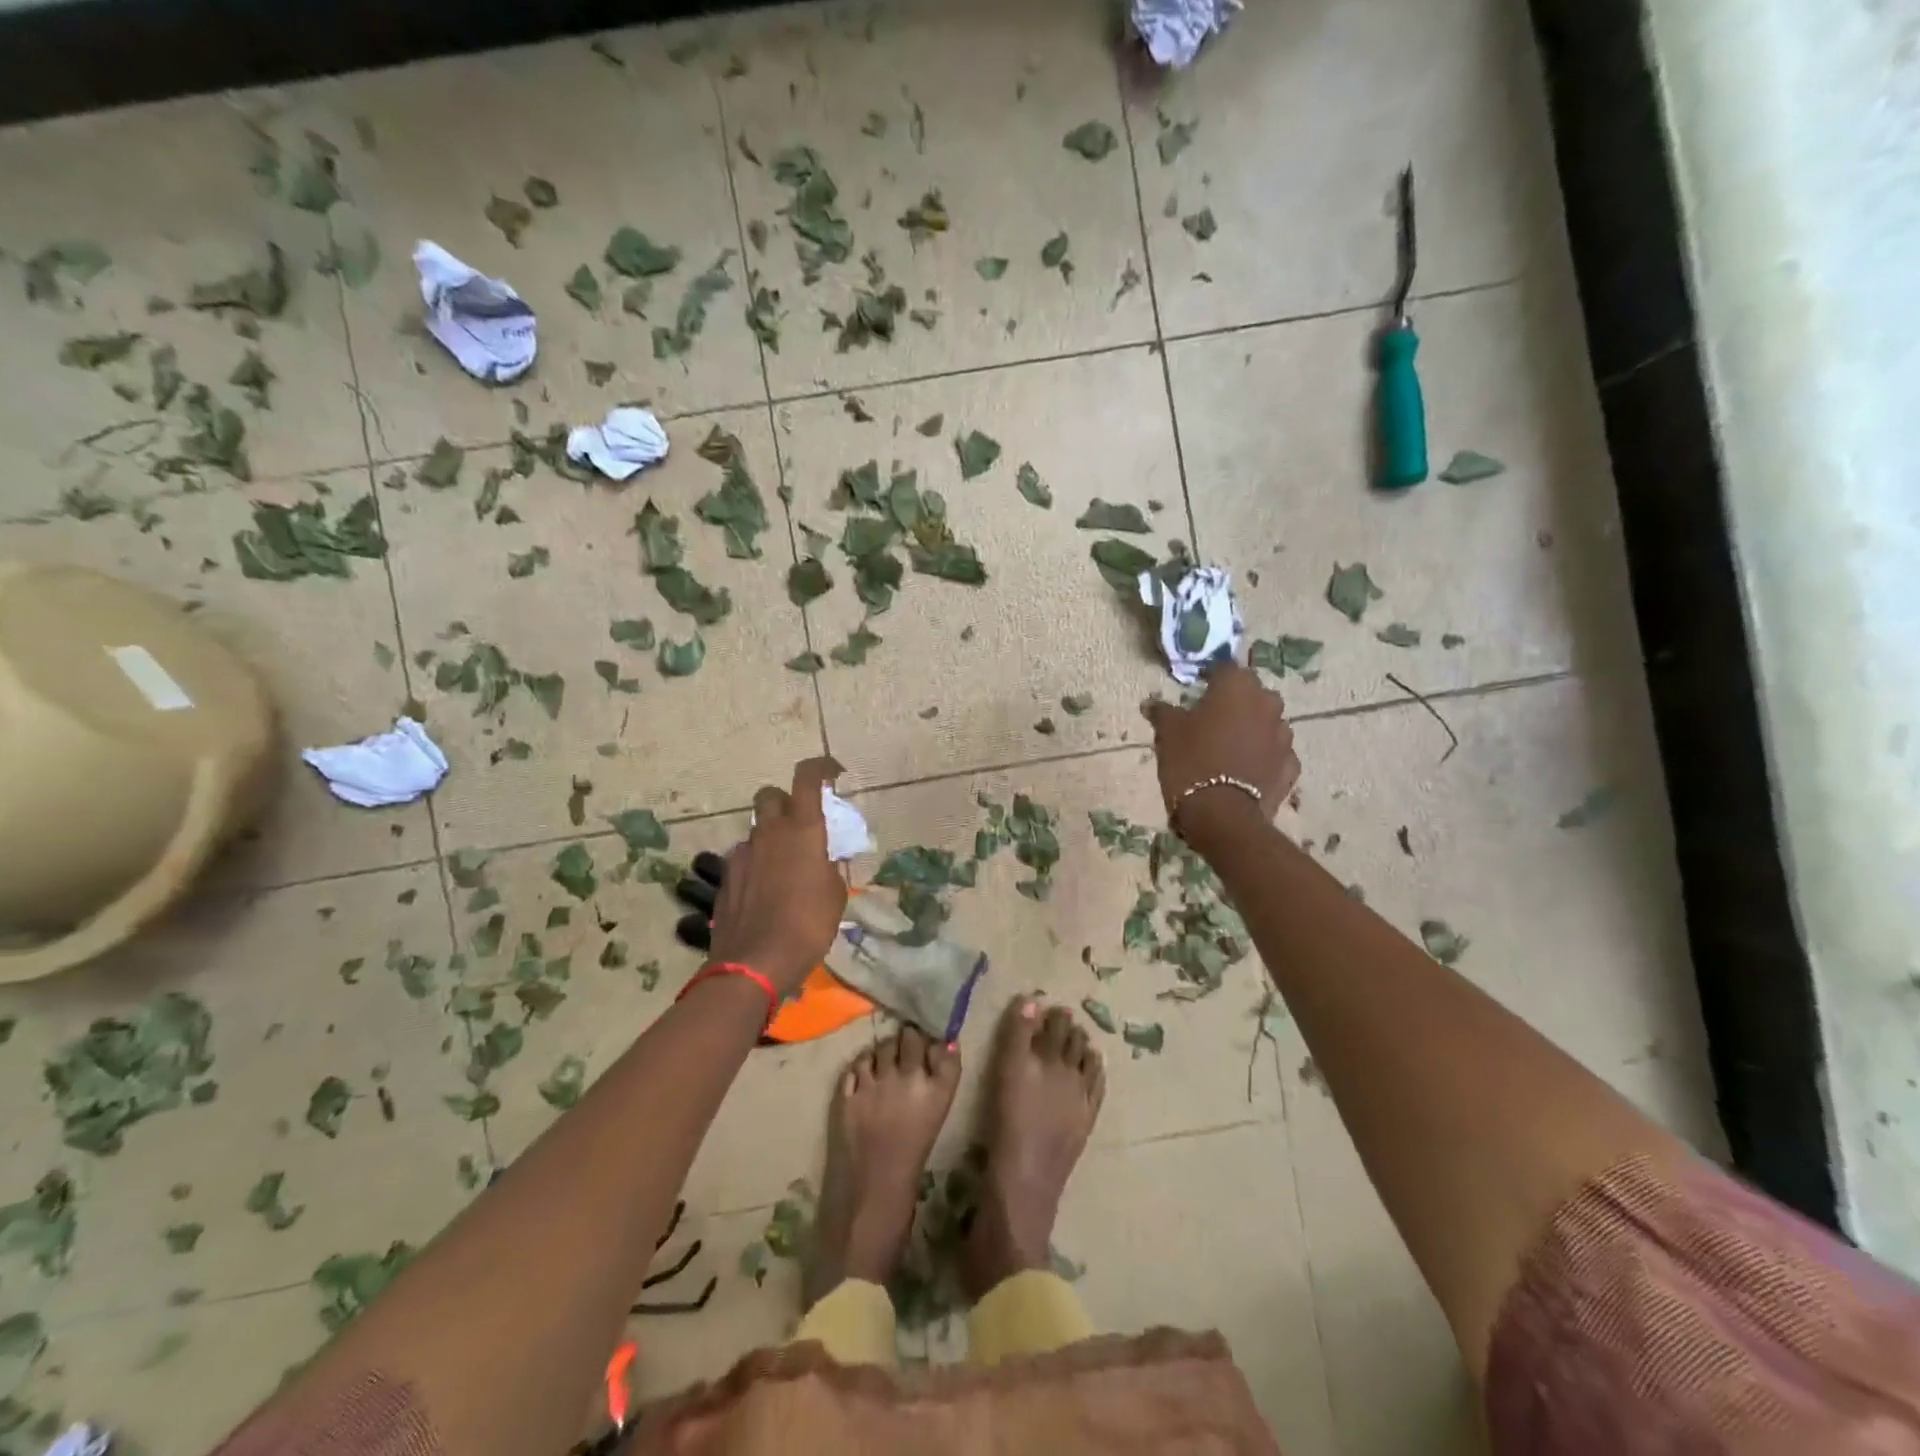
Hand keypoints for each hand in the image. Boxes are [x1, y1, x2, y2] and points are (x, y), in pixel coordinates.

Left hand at [706, 757, 848, 996]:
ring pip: (757, 830)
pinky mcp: (726, 878)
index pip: (807, 778)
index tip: (833, 773)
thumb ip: (827, 865)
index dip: (820, 768)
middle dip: (786, 801)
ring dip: (771, 837)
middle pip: (771, 795)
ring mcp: (742, 854)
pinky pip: (744, 858)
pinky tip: (766, 891)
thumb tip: (819, 860)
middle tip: (801, 824)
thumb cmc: (809, 925)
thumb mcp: (835, 893)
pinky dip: (757, 864)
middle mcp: (769, 832)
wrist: (756, 963)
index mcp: (802, 830)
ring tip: (785, 867)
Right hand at [1143, 664, 1298, 845]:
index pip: (1224, 668)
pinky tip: (1246, 768)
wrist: (1221, 814)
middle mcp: (1267, 703)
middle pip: (1251, 694)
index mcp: (1237, 687)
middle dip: (1235, 701)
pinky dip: (1263, 755)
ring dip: (1251, 727)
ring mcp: (1284, 736)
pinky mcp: (1290, 766)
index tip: (1196, 690)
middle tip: (1212, 718)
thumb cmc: (1191, 761)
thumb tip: (1151, 703)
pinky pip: (1274, 752)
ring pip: (1266, 722)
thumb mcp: (1167, 733)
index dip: (1210, 678)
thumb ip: (1163, 712)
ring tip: (1229, 745)